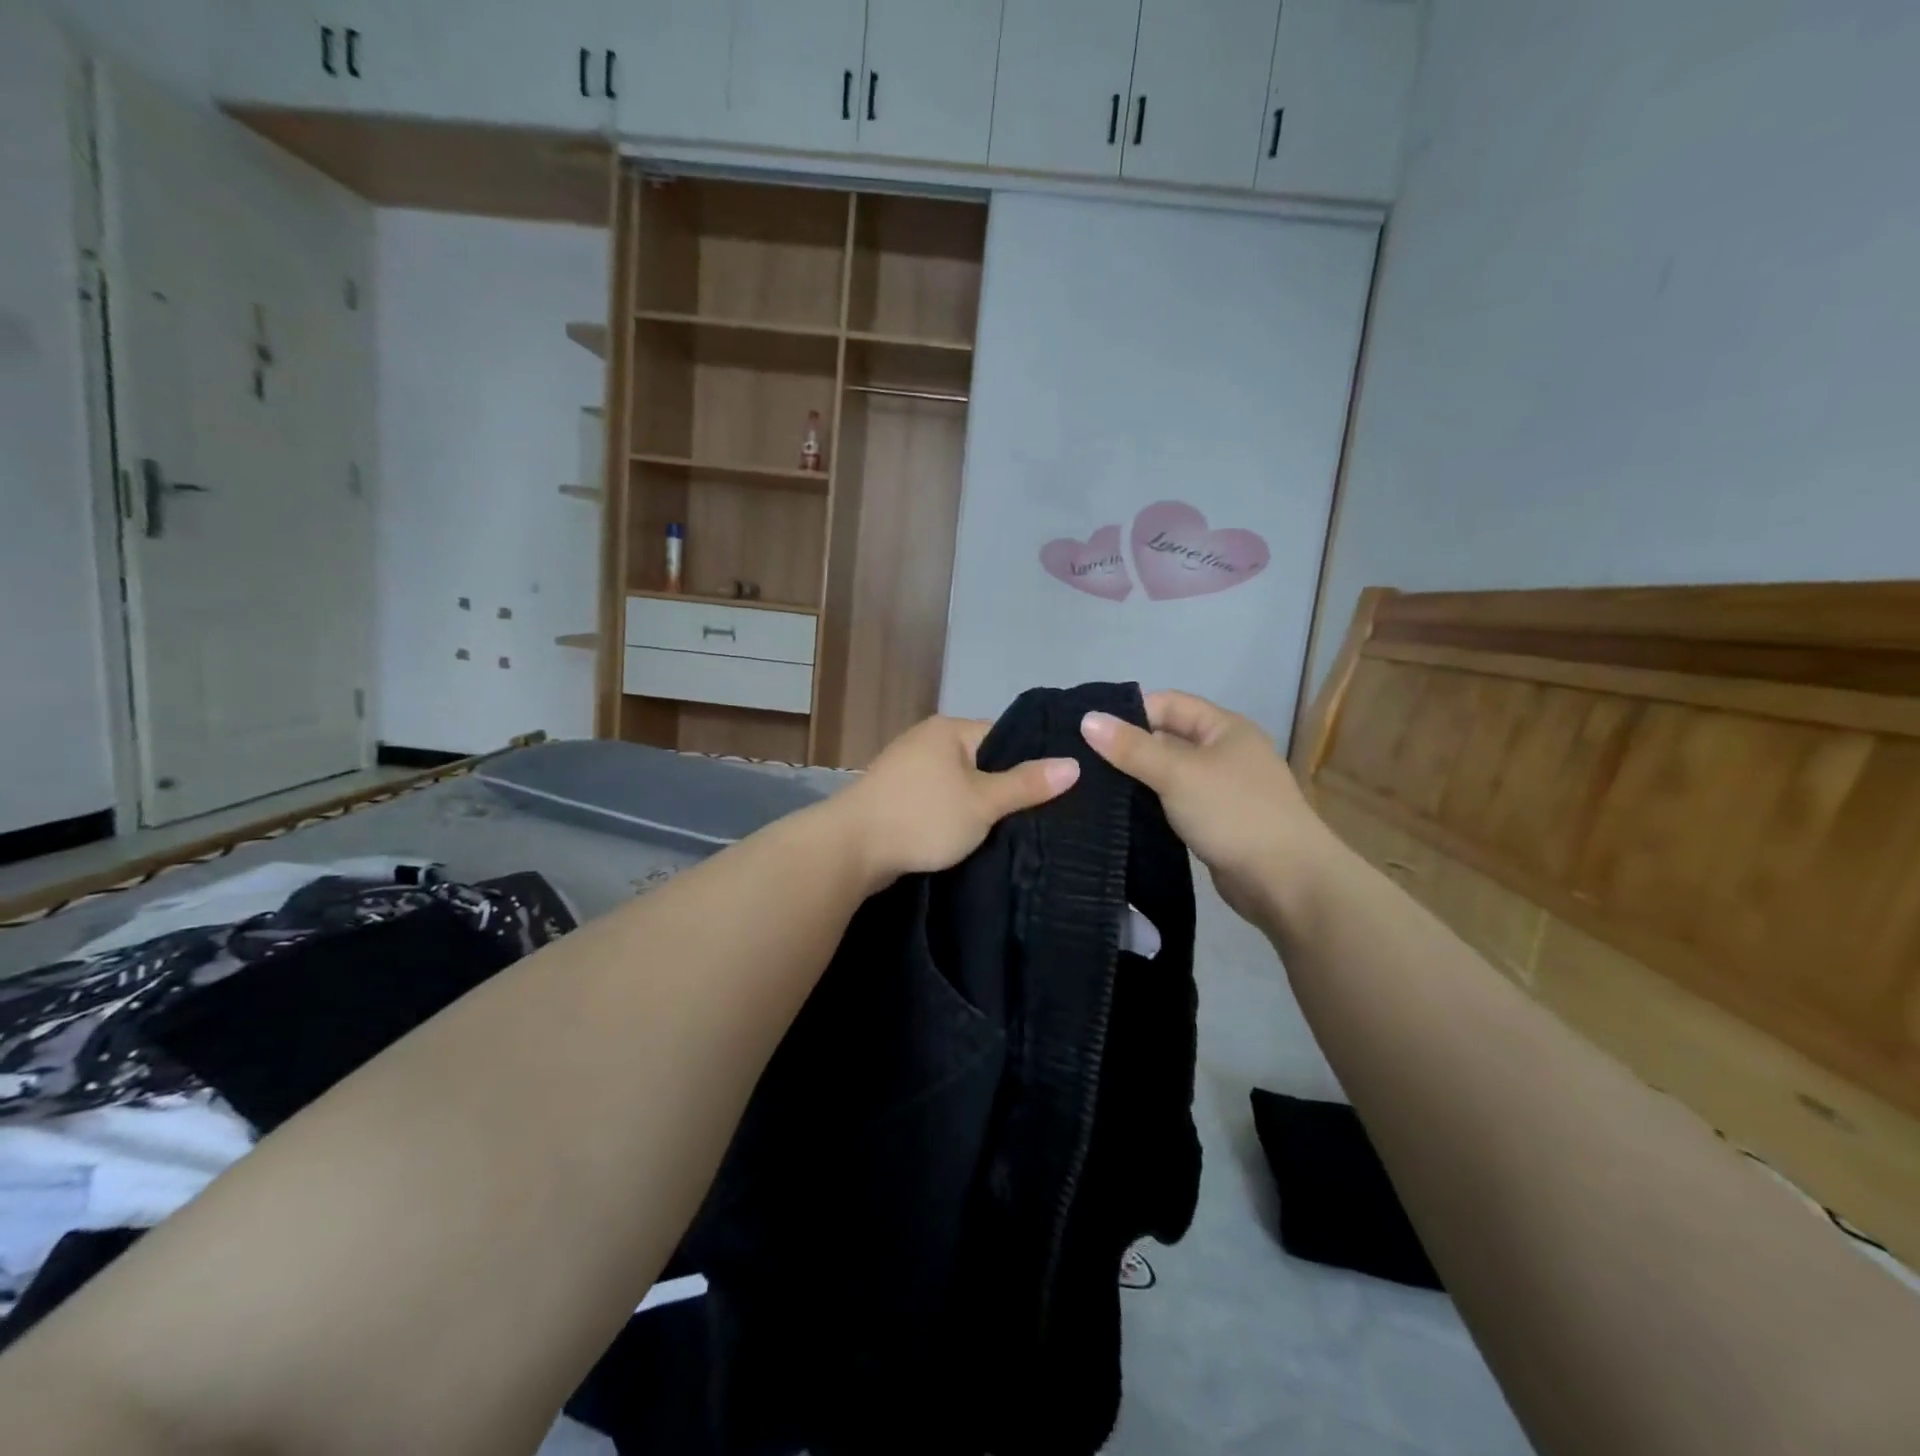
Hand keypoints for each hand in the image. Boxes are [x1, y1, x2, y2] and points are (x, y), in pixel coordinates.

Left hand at [838, 716, 1079, 887]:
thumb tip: (1074, 764)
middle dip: (1005, 787)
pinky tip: (971, 836)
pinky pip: (937, 801)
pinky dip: (952, 816)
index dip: (1030, 761)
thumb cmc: (922, 817)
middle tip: (1041, 815)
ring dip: (977, 805)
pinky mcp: (895, 797)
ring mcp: (907, 769)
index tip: (1056, 789)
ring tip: (1012, 829)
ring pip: (958, 784)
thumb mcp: (983, 802)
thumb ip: (1027, 784)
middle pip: (981, 761)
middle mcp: (927, 740)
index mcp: (949, 730)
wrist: (850, 848)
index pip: (1003, 736)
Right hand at [1081, 691, 1331, 925]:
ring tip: (1089, 786)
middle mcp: (1224, 753)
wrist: (1286, 882)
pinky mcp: (1214, 823)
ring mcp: (1221, 790)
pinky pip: (1174, 804)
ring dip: (1136, 780)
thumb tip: (1087, 719)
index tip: (1088, 730)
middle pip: (1167, 739)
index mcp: (1224, 728)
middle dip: (1127, 748)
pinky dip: (1149, 806)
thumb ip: (1132, 748)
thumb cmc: (1234, 813)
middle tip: (1080, 760)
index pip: (1169, 704)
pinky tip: (1117, 814)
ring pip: (1168, 775)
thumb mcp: (1178, 774)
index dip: (1130, 712)